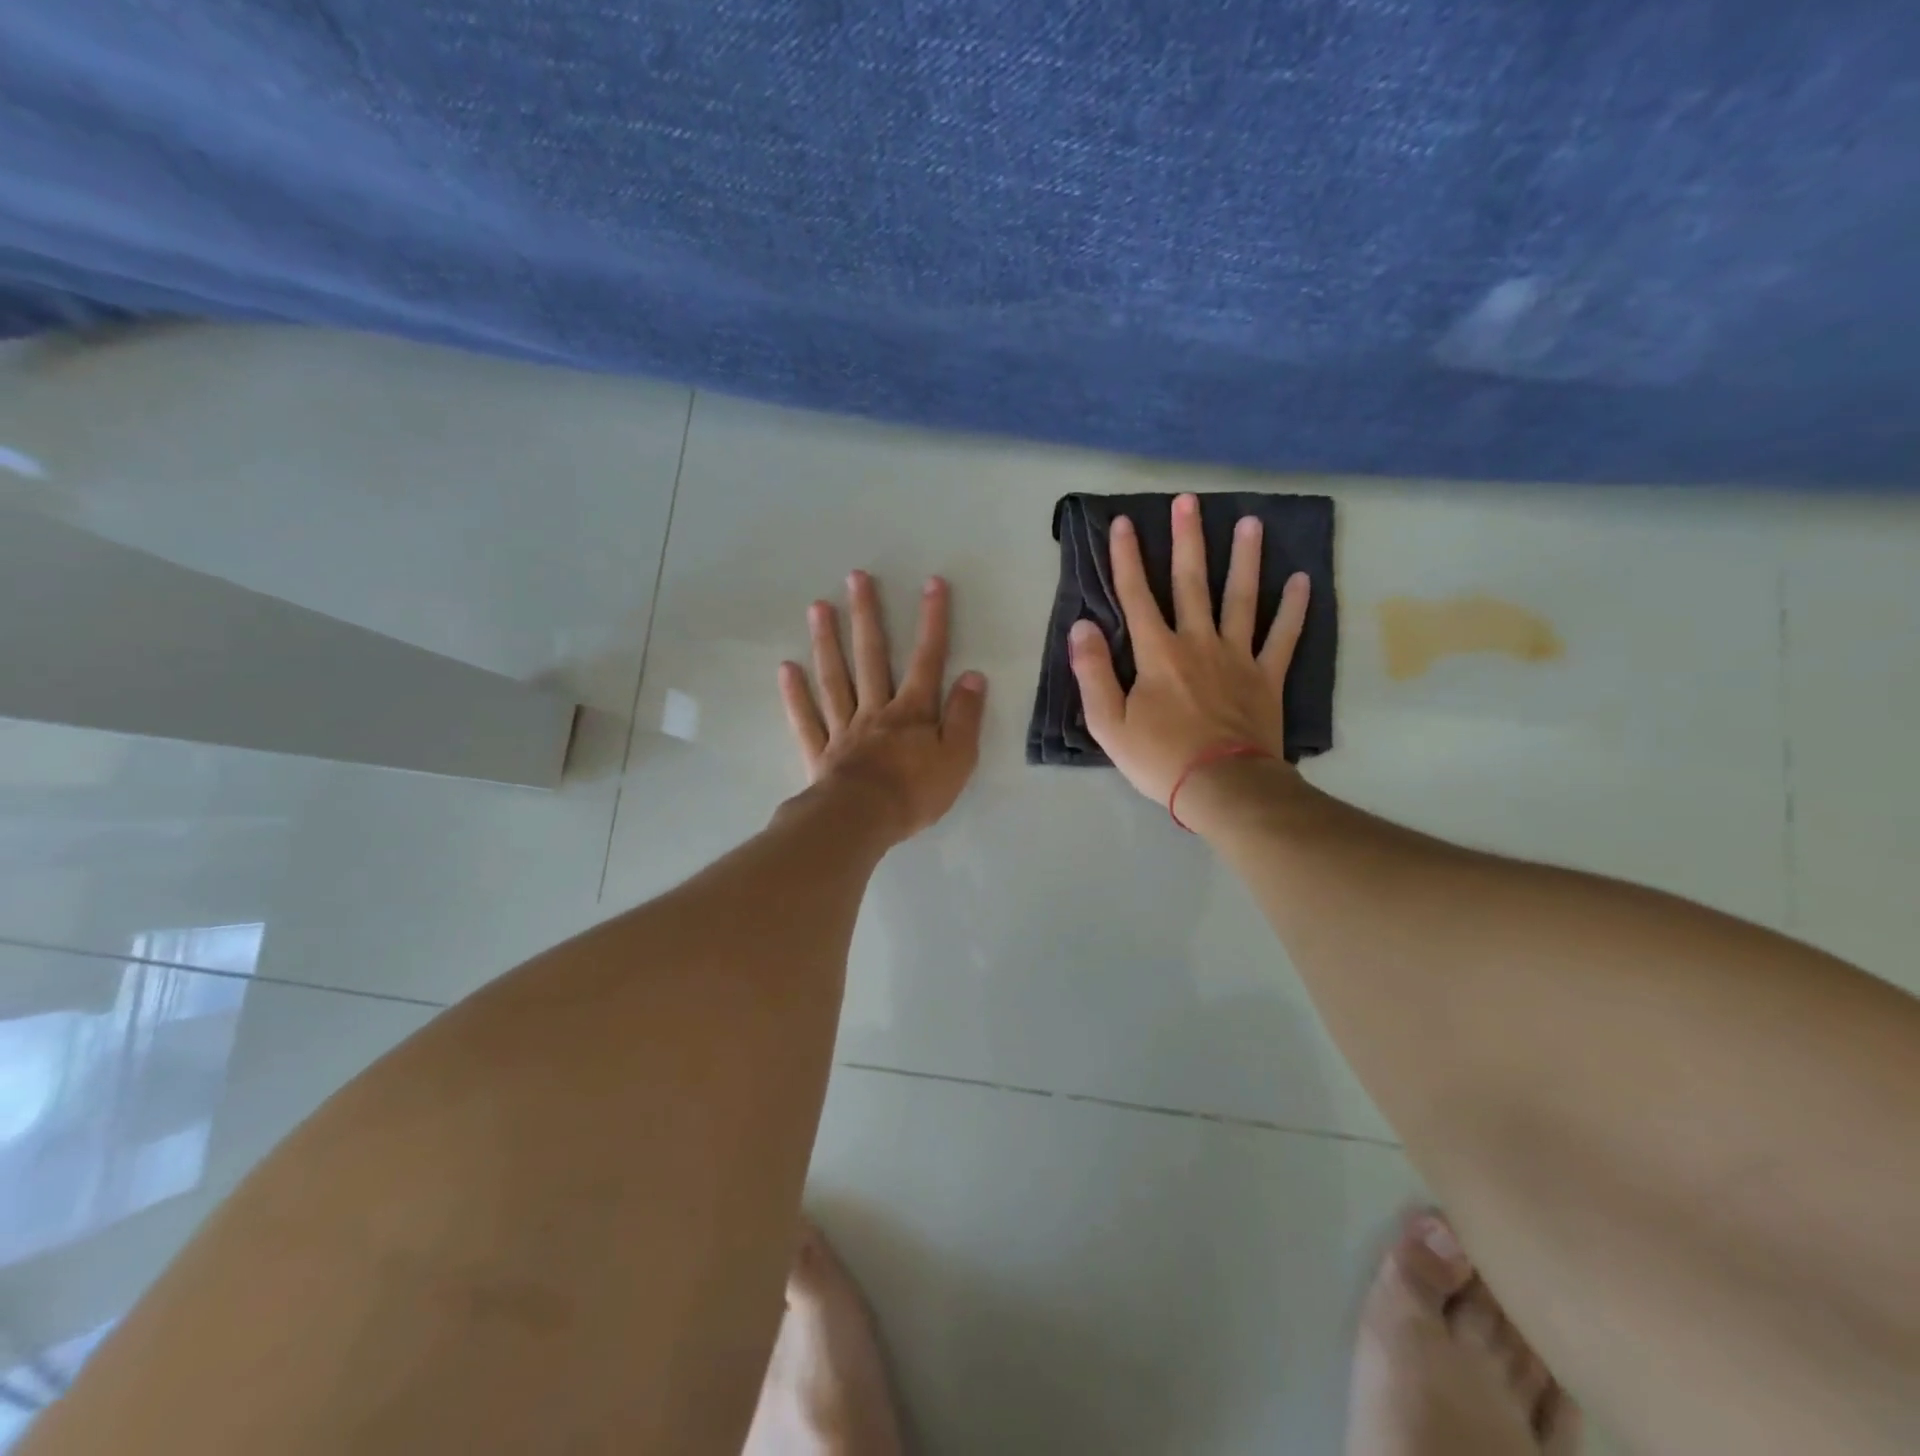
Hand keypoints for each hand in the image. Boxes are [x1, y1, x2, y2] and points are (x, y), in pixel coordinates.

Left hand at [779, 571, 987, 843]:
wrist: (862, 822)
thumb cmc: (915, 793)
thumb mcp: (957, 758)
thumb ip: (965, 716)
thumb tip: (972, 675)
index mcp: (912, 712)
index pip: (927, 659)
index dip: (932, 621)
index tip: (932, 584)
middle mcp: (875, 710)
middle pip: (871, 656)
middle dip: (867, 616)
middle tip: (856, 577)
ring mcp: (843, 728)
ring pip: (834, 678)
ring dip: (827, 641)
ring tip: (818, 607)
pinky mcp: (820, 752)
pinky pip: (806, 719)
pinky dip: (795, 694)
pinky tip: (786, 668)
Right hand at [1068, 492, 1309, 806]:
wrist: (1222, 787)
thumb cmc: (1159, 758)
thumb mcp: (1108, 723)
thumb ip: (1092, 672)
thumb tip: (1082, 626)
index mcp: (1157, 654)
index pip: (1136, 596)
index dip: (1126, 558)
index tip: (1122, 523)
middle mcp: (1198, 643)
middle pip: (1192, 583)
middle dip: (1188, 540)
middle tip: (1189, 500)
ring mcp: (1237, 657)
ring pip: (1242, 598)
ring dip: (1245, 559)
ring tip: (1250, 523)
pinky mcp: (1267, 677)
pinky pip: (1283, 637)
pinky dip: (1293, 609)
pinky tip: (1301, 580)